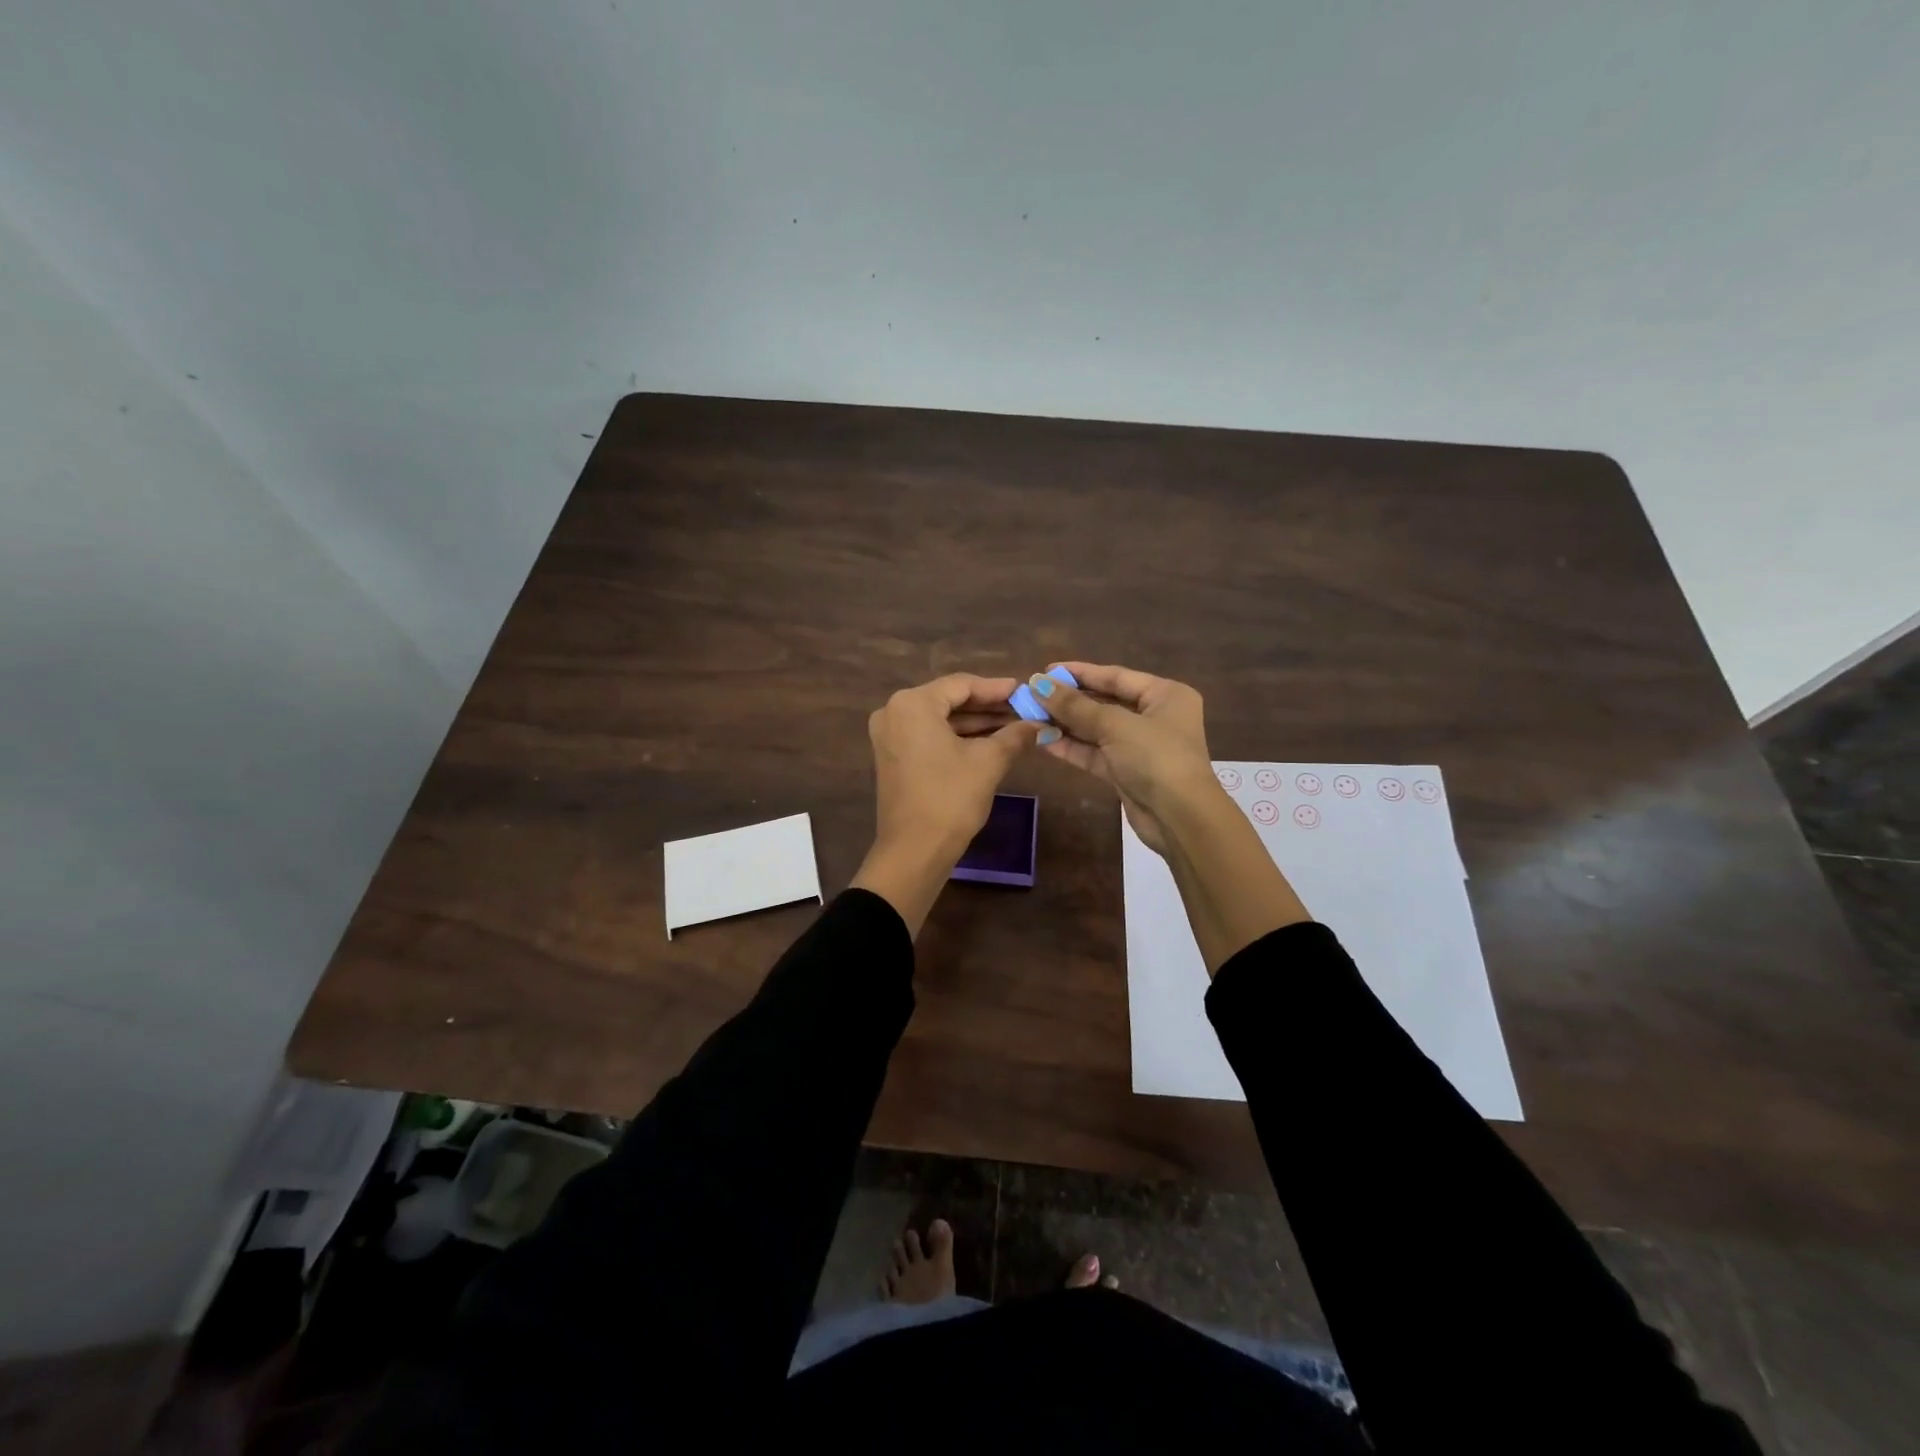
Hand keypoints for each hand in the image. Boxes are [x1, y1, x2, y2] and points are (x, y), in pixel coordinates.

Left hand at [852, 675, 1040, 933]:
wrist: (914, 851)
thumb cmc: (951, 798)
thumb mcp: (989, 762)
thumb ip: (1014, 735)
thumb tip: (1038, 724)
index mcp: (913, 704)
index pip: (962, 685)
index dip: (997, 688)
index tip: (1025, 691)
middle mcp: (894, 712)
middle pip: (949, 700)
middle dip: (988, 706)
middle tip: (1023, 708)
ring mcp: (890, 735)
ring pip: (940, 719)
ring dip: (975, 723)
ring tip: (1014, 725)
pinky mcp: (893, 756)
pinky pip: (929, 736)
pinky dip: (957, 737)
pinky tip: (989, 741)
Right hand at [1028, 662, 1221, 854]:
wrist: (1180, 818)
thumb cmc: (1156, 758)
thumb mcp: (1115, 726)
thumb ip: (1075, 706)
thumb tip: (1037, 685)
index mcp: (1164, 695)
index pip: (1116, 676)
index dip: (1080, 672)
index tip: (1046, 670)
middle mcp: (1154, 717)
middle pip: (1104, 702)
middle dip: (1068, 700)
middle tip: (1032, 695)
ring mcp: (1139, 746)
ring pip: (1096, 729)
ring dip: (1065, 724)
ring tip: (1030, 716)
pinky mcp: (1125, 772)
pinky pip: (1094, 753)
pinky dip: (1071, 747)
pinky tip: (1042, 739)